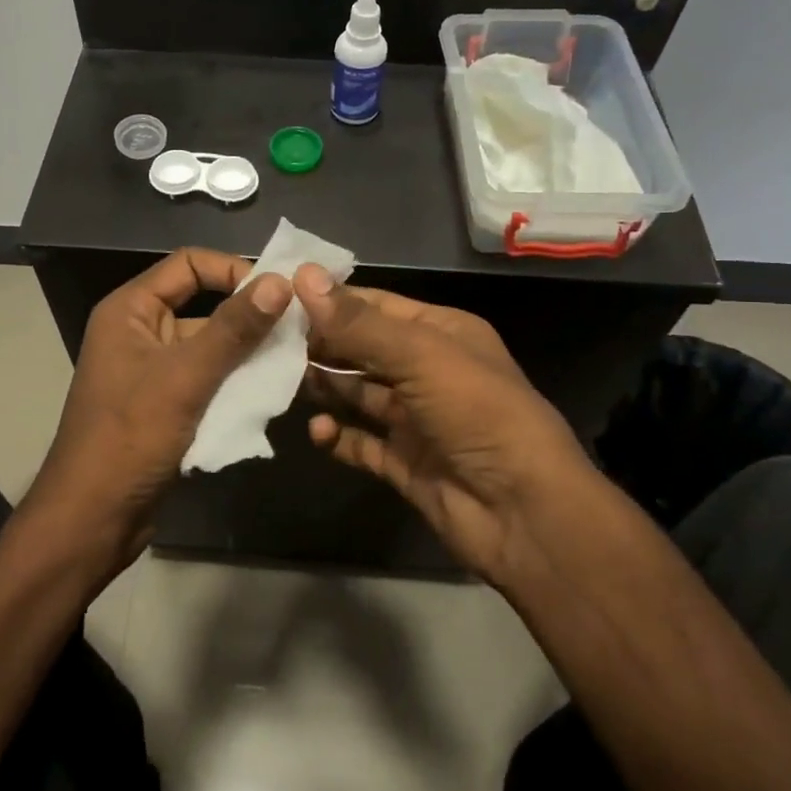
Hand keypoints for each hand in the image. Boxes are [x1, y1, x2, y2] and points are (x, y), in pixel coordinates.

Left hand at [27, 249, 289, 577]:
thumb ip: (233, 329)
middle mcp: (141, 331)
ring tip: (294, 360)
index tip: (277, 293)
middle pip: (204, 305)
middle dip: (249, 317)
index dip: (233, 270)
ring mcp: (153, 370)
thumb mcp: (185, 377)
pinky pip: (208, 380)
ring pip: (211, 347)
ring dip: (248, 353)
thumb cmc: (130, 437)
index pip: (189, 264)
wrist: (92, 519)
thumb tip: (280, 282)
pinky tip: (272, 392)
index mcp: (130, 310)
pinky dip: (237, 383)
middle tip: (299, 329)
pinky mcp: (166, 404)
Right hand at [295, 265, 603, 587]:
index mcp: (441, 333)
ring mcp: (415, 419)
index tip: (278, 294)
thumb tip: (303, 277)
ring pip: (358, 394)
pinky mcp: (404, 462)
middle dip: (321, 344)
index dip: (330, 299)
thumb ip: (358, 323)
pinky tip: (317, 432)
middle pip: (362, 349)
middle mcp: (427, 370)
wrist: (523, 512)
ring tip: (280, 381)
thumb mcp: (420, 356)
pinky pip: (361, 442)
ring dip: (325, 387)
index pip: (376, 306)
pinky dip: (337, 436)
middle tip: (267, 341)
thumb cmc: (477, 413)